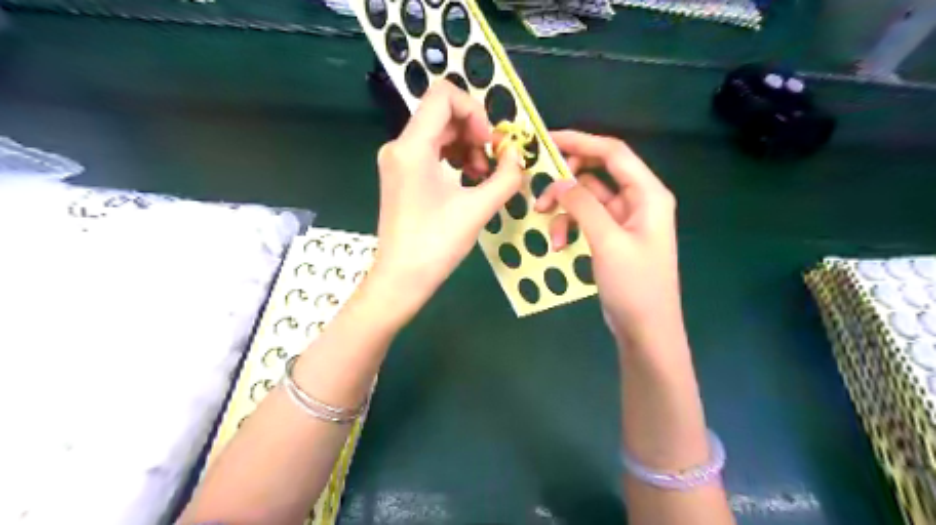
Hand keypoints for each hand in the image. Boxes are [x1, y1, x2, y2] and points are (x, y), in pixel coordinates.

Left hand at [368, 80, 525, 321]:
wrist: (401, 279)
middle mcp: (399, 146)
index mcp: (412, 147)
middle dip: (474, 132)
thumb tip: (516, 155)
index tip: (490, 143)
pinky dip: (454, 158)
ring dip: (467, 146)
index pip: (443, 95)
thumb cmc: (436, 245)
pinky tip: (468, 181)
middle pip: (442, 114)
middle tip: (493, 163)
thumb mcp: (478, 209)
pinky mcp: (400, 175)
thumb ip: (506, 176)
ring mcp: (396, 160)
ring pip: (438, 132)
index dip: (475, 111)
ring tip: (483, 177)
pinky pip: (430, 151)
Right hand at [533, 129, 681, 346]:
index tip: (547, 141)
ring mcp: (624, 220)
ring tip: (544, 222)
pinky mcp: (612, 237)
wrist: (646, 329)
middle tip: (539, 190)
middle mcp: (638, 201)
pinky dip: (570, 226)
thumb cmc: (635, 285)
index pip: (613, 153)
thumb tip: (560, 181)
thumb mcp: (608, 241)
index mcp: (647, 194)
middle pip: (597, 174)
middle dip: (566, 181)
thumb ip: (583, 206)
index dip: (581, 141)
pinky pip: (586, 220)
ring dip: (564, 209)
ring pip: (587, 199)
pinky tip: (558, 244)